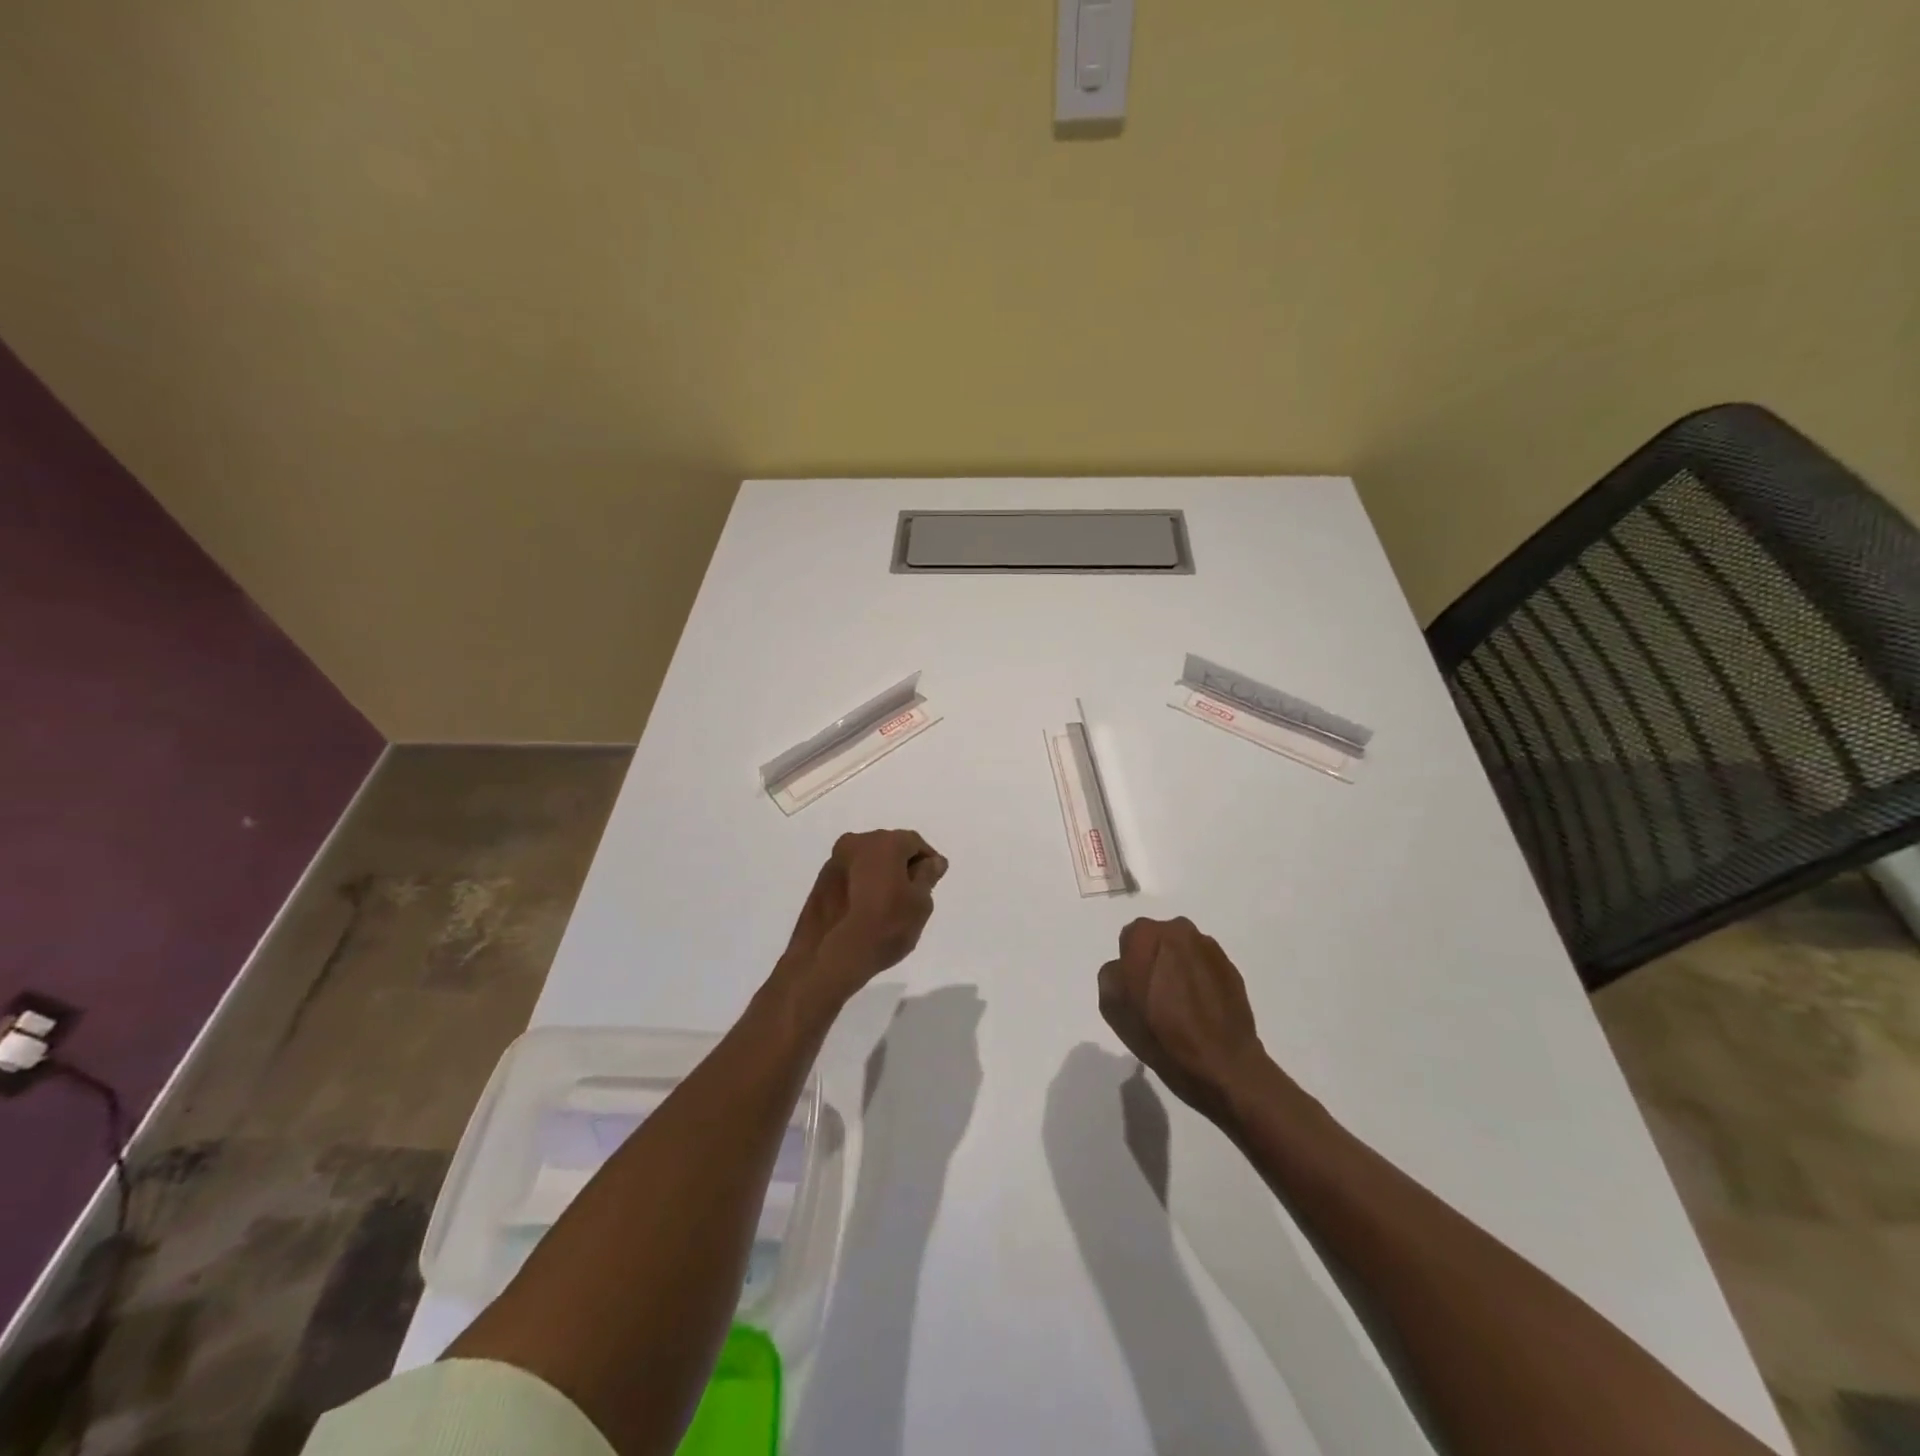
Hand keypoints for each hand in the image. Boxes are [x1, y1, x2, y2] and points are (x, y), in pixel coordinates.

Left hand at [779, 829, 947, 1005]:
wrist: (832, 957)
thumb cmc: (885, 926)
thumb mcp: (920, 903)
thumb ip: (928, 876)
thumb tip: (933, 862)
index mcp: (883, 842)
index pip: (914, 842)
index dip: (928, 860)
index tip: (934, 881)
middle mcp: (856, 843)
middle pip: (888, 847)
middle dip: (903, 865)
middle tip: (914, 893)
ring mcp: (834, 862)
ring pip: (867, 862)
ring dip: (881, 875)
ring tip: (889, 904)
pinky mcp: (820, 882)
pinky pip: (851, 876)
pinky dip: (862, 885)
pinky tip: (867, 909)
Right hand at [1097, 917, 1270, 1121]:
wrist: (1220, 1065)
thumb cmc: (1158, 1032)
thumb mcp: (1111, 1005)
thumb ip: (1112, 973)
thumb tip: (1127, 968)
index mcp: (1147, 933)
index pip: (1129, 939)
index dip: (1129, 966)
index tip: (1134, 991)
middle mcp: (1180, 930)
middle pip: (1159, 941)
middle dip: (1155, 962)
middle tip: (1156, 998)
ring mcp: (1211, 950)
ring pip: (1184, 955)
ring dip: (1180, 972)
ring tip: (1181, 1008)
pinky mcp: (1233, 971)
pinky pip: (1206, 971)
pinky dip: (1201, 984)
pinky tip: (1200, 1013)